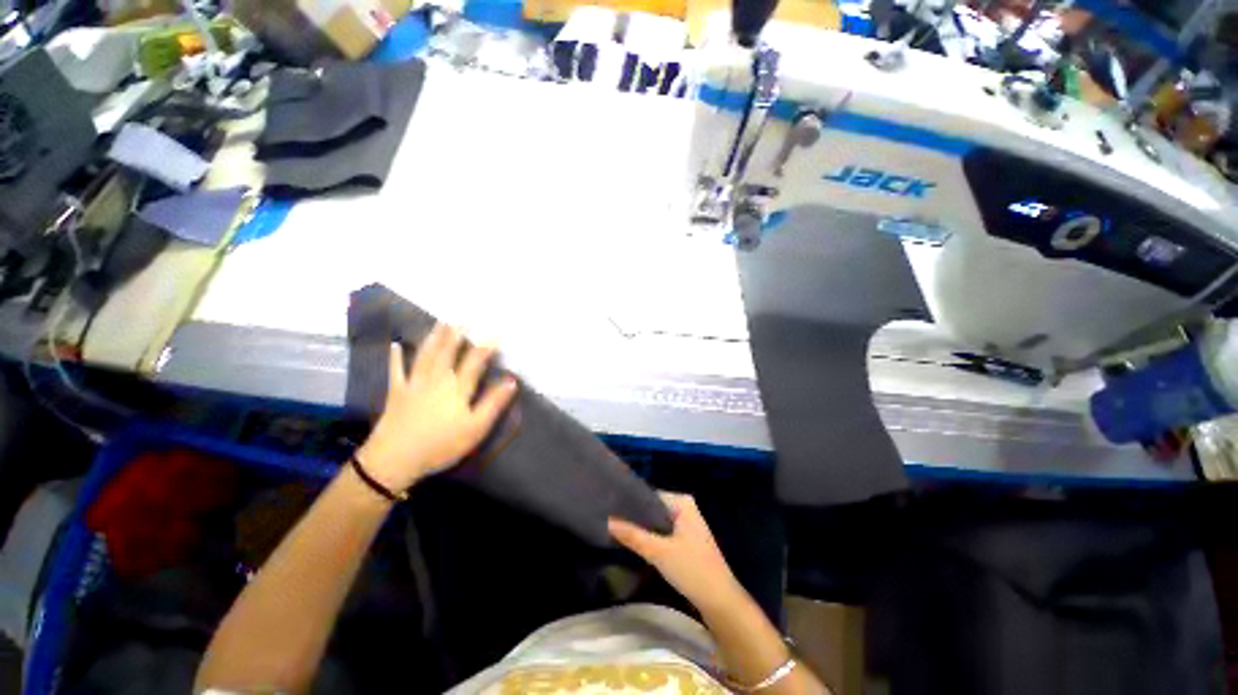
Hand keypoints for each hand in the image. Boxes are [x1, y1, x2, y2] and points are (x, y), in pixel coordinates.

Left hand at [357, 324, 517, 493]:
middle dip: (457, 334)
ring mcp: (414, 383)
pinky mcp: (396, 392)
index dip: (485, 347)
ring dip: (434, 337)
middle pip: (448, 351)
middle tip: (463, 317)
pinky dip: (396, 357)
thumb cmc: (441, 444)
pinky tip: (396, 344)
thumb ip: (493, 403)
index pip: (474, 361)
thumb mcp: (475, 427)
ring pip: (426, 355)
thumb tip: (512, 381)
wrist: (395, 459)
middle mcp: (437, 379)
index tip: (494, 333)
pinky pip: (397, 370)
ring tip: (441, 322)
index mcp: (457, 388)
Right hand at [608, 492, 743, 613]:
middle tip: (609, 521)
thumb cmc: (692, 569)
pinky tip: (634, 544)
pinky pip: (663, 533)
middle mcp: (685, 508)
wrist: (720, 601)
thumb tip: (607, 521)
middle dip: (635, 517)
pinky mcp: (686, 541)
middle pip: (653, 509)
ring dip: (641, 529)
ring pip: (657, 523)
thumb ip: (633, 535)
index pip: (650, 495)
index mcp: (682, 502)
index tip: (609, 509)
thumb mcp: (658, 552)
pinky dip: (650, 538)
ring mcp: (686, 525)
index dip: (630, 503)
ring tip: (616, 531)